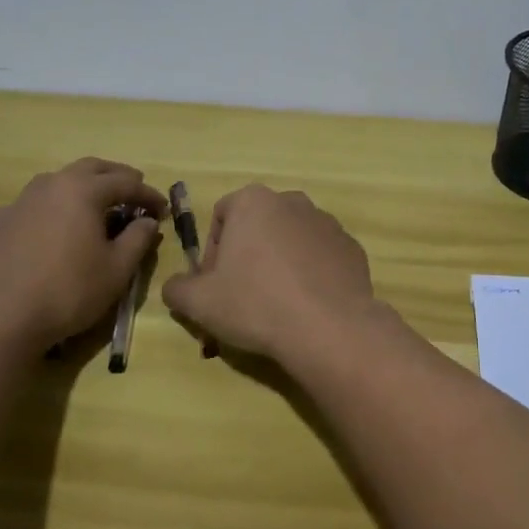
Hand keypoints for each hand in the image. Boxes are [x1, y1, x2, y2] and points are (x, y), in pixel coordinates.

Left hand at [0, 158, 165, 352]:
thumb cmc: (68, 292)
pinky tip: (56, 231)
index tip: (164, 210)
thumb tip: (148, 221)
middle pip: (91, 169)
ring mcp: (19, 201)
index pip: (126, 182)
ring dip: (83, 189)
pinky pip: (34, 205)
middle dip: (117, 178)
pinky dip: (54, 209)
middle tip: (134, 193)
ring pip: (59, 182)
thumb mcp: (117, 269)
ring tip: (97, 208)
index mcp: (82, 190)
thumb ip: (138, 238)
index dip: (149, 195)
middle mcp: (50, 184)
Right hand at [161, 185, 375, 366]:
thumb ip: (177, 288)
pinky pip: (321, 257)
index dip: (212, 253)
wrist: (328, 327)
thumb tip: (176, 287)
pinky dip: (311, 275)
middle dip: (247, 257)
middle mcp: (292, 201)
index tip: (215, 286)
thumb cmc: (256, 304)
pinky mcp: (352, 248)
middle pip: (258, 227)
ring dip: (280, 264)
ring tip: (277, 306)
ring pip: (291, 240)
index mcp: (253, 201)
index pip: (221, 217)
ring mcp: (327, 223)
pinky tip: (307, 307)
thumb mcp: (199, 302)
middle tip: (243, 298)